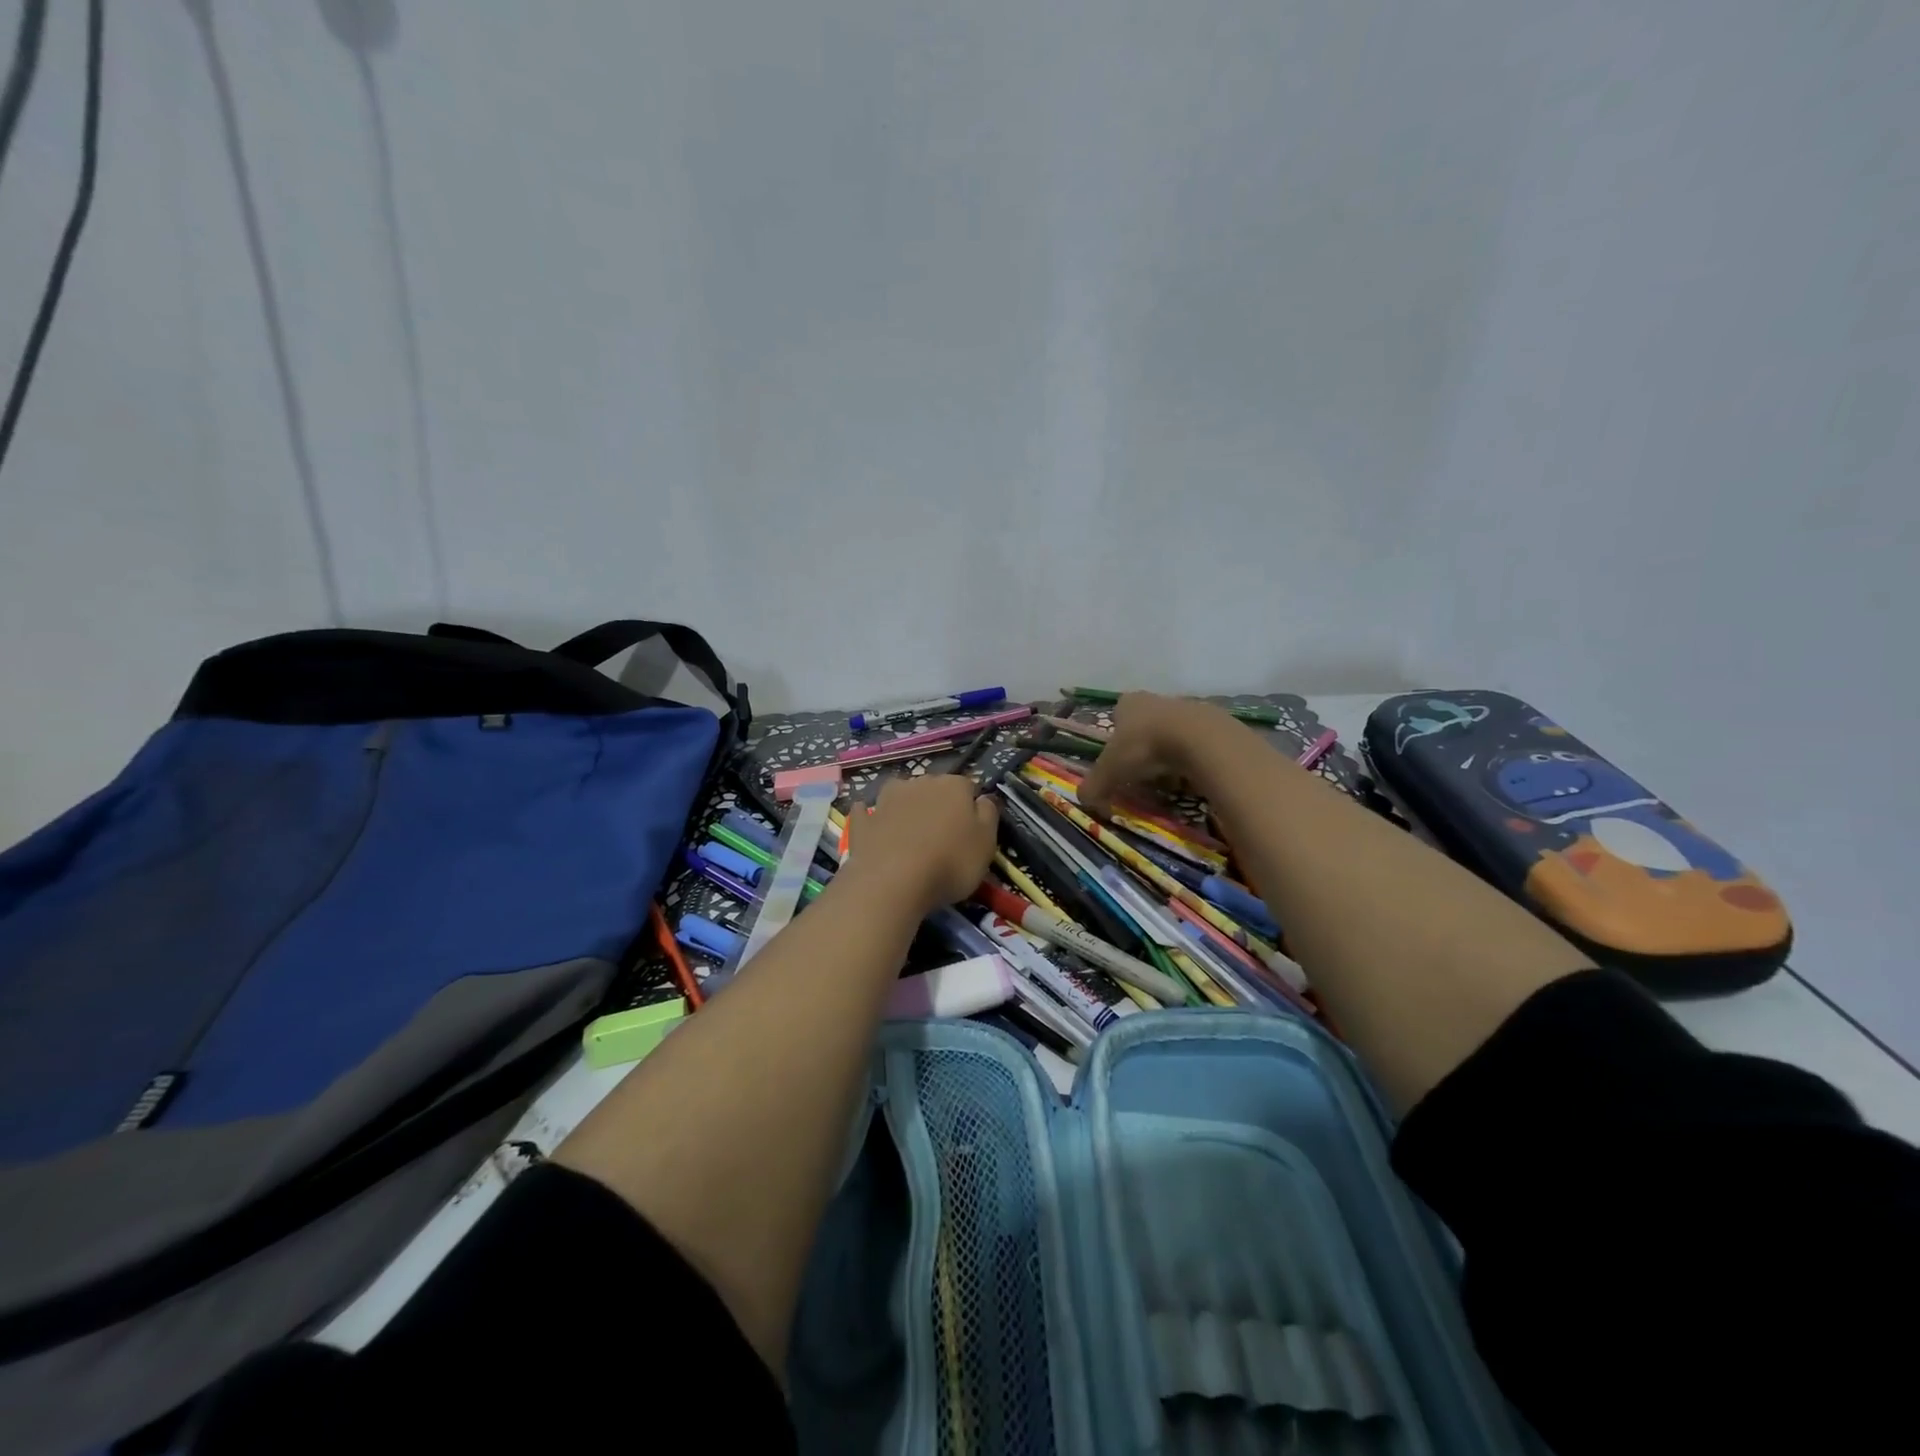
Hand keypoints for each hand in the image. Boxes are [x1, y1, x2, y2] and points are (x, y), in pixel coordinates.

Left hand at [843, 774, 999, 914]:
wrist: (892, 882)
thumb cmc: (950, 863)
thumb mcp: (987, 843)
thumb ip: (988, 815)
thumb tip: (984, 799)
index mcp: (954, 786)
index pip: (968, 787)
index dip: (971, 807)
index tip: (972, 830)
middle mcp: (920, 783)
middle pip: (934, 788)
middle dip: (938, 804)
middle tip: (943, 835)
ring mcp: (887, 799)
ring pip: (901, 794)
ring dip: (906, 805)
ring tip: (910, 832)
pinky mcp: (863, 820)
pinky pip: (868, 812)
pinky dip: (871, 816)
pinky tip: (872, 825)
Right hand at [1078, 692, 1239, 816]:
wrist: (1199, 740)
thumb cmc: (1145, 748)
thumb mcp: (1110, 771)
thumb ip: (1094, 786)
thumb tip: (1083, 799)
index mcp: (1128, 703)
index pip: (1117, 715)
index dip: (1115, 738)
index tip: (1118, 761)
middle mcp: (1157, 700)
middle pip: (1145, 725)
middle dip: (1142, 749)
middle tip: (1141, 775)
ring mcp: (1188, 708)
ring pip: (1172, 734)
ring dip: (1168, 754)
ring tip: (1168, 780)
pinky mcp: (1214, 723)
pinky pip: (1196, 744)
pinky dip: (1191, 759)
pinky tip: (1191, 776)